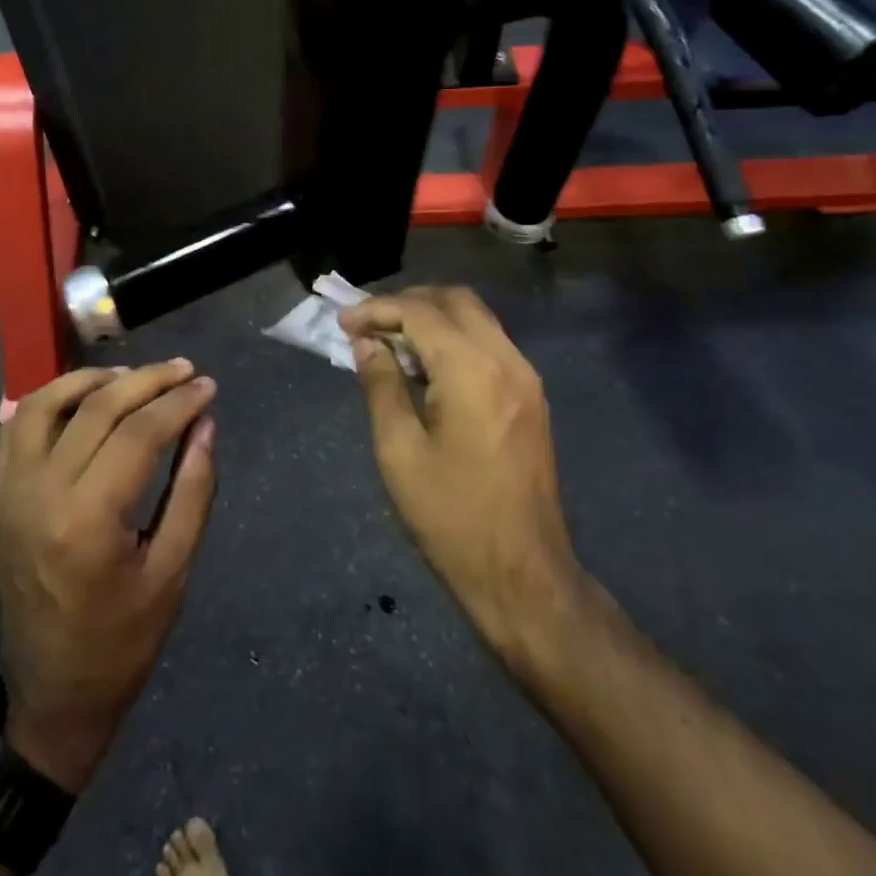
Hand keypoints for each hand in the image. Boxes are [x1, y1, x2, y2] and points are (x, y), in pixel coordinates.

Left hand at [0, 360, 217, 793]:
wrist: (51, 695)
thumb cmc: (122, 642)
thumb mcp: (173, 572)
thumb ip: (193, 490)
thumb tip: (205, 424)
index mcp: (88, 520)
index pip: (138, 434)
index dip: (177, 403)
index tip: (207, 386)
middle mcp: (42, 493)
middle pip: (97, 409)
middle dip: (146, 381)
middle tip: (184, 370)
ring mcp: (13, 491)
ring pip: (47, 404)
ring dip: (92, 379)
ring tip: (134, 375)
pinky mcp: (1, 495)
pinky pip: (18, 428)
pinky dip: (50, 399)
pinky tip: (83, 395)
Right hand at [340, 287, 584, 666]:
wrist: (523, 575)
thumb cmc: (451, 516)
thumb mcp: (399, 450)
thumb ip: (381, 385)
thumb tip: (366, 344)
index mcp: (473, 371)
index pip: (420, 312)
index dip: (377, 309)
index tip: (343, 323)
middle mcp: (507, 360)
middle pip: (456, 300)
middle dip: (408, 301)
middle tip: (368, 324)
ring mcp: (526, 378)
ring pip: (477, 318)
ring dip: (433, 317)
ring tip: (391, 341)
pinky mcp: (531, 397)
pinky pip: (490, 344)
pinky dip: (455, 339)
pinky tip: (426, 367)